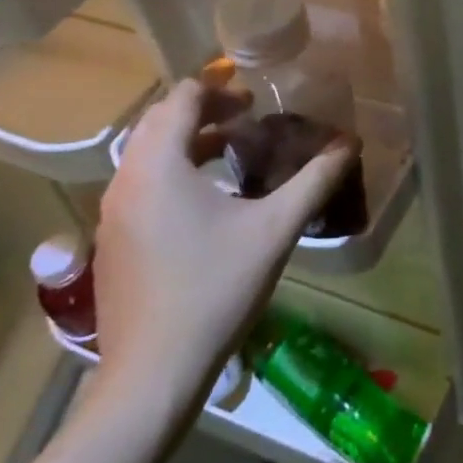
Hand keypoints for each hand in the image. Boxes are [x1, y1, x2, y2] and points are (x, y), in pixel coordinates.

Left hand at [91, 79, 356, 412]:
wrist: (152, 375)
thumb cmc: (214, 290)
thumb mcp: (274, 230)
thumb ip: (314, 181)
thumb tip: (351, 143)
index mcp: (158, 165)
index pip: (181, 98)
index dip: (218, 87)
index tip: (254, 94)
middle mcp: (125, 180)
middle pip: (159, 121)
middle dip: (204, 110)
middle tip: (248, 117)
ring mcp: (112, 213)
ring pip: (147, 154)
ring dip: (187, 141)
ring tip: (231, 153)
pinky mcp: (111, 241)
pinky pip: (140, 184)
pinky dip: (171, 171)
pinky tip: (206, 202)